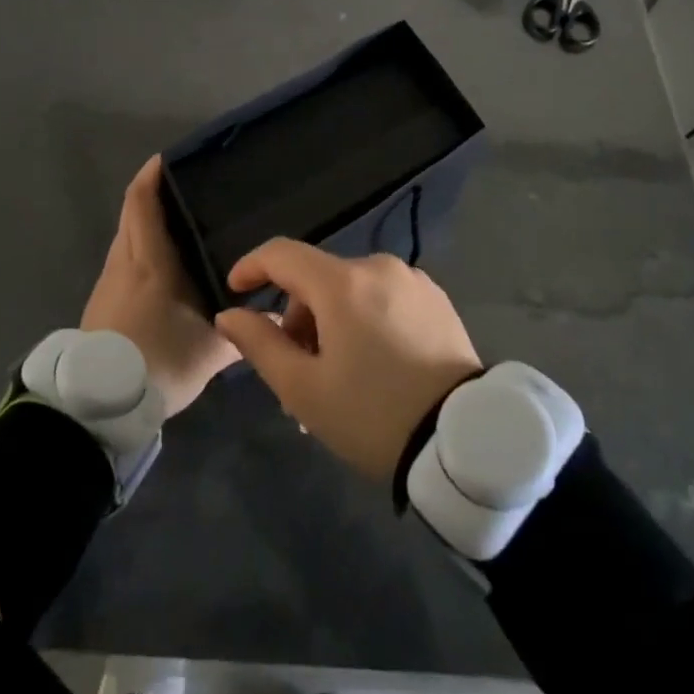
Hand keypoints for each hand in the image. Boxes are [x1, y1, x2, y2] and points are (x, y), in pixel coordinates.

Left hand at [81, 156, 238, 418]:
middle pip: (132, 214)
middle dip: (152, 195)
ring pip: (126, 238)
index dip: (152, 176)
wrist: (100, 404)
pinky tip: (164, 268)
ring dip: (146, 224)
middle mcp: (124, 262)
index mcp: (149, 260)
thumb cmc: (159, 361)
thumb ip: (245, 330)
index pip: (142, 203)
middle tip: (187, 189)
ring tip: (180, 225)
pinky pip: (123, 261)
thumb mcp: (211, 349)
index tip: (169, 159)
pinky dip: (140, 250)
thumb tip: (279, 319)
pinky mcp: (101, 304)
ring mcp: (108, 283)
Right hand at [214, 241, 482, 482]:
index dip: (252, 267)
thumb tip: (230, 314)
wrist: (464, 440)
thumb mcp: (305, 389)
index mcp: (342, 283)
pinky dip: (365, 320)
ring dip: (332, 322)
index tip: (236, 291)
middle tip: (297, 372)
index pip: (282, 254)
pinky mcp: (435, 299)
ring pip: (351, 290)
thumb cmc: (374, 415)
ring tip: (337, 378)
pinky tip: (373, 364)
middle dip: (298, 318)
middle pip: (318, 279)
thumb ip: (260, 344)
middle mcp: (377, 267)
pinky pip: (383, 298)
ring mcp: (411, 280)